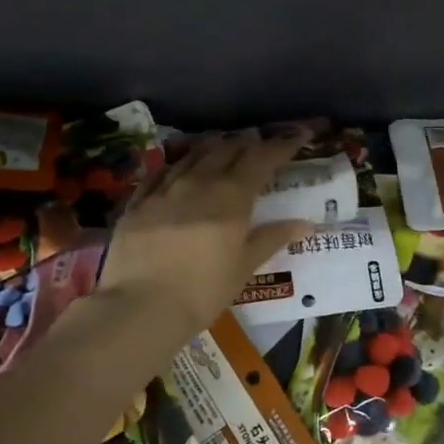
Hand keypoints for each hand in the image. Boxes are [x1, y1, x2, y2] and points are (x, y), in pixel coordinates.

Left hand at [95, 131, 312, 344]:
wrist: (140, 307)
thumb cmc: (203, 290)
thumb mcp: (244, 267)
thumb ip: (272, 238)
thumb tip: (305, 223)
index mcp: (232, 196)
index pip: (262, 158)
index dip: (282, 145)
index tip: (297, 137)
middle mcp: (199, 182)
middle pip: (227, 148)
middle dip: (248, 143)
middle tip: (259, 147)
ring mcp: (165, 189)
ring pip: (193, 155)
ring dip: (214, 148)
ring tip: (223, 149)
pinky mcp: (137, 202)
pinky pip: (161, 173)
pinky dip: (178, 166)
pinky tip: (179, 170)